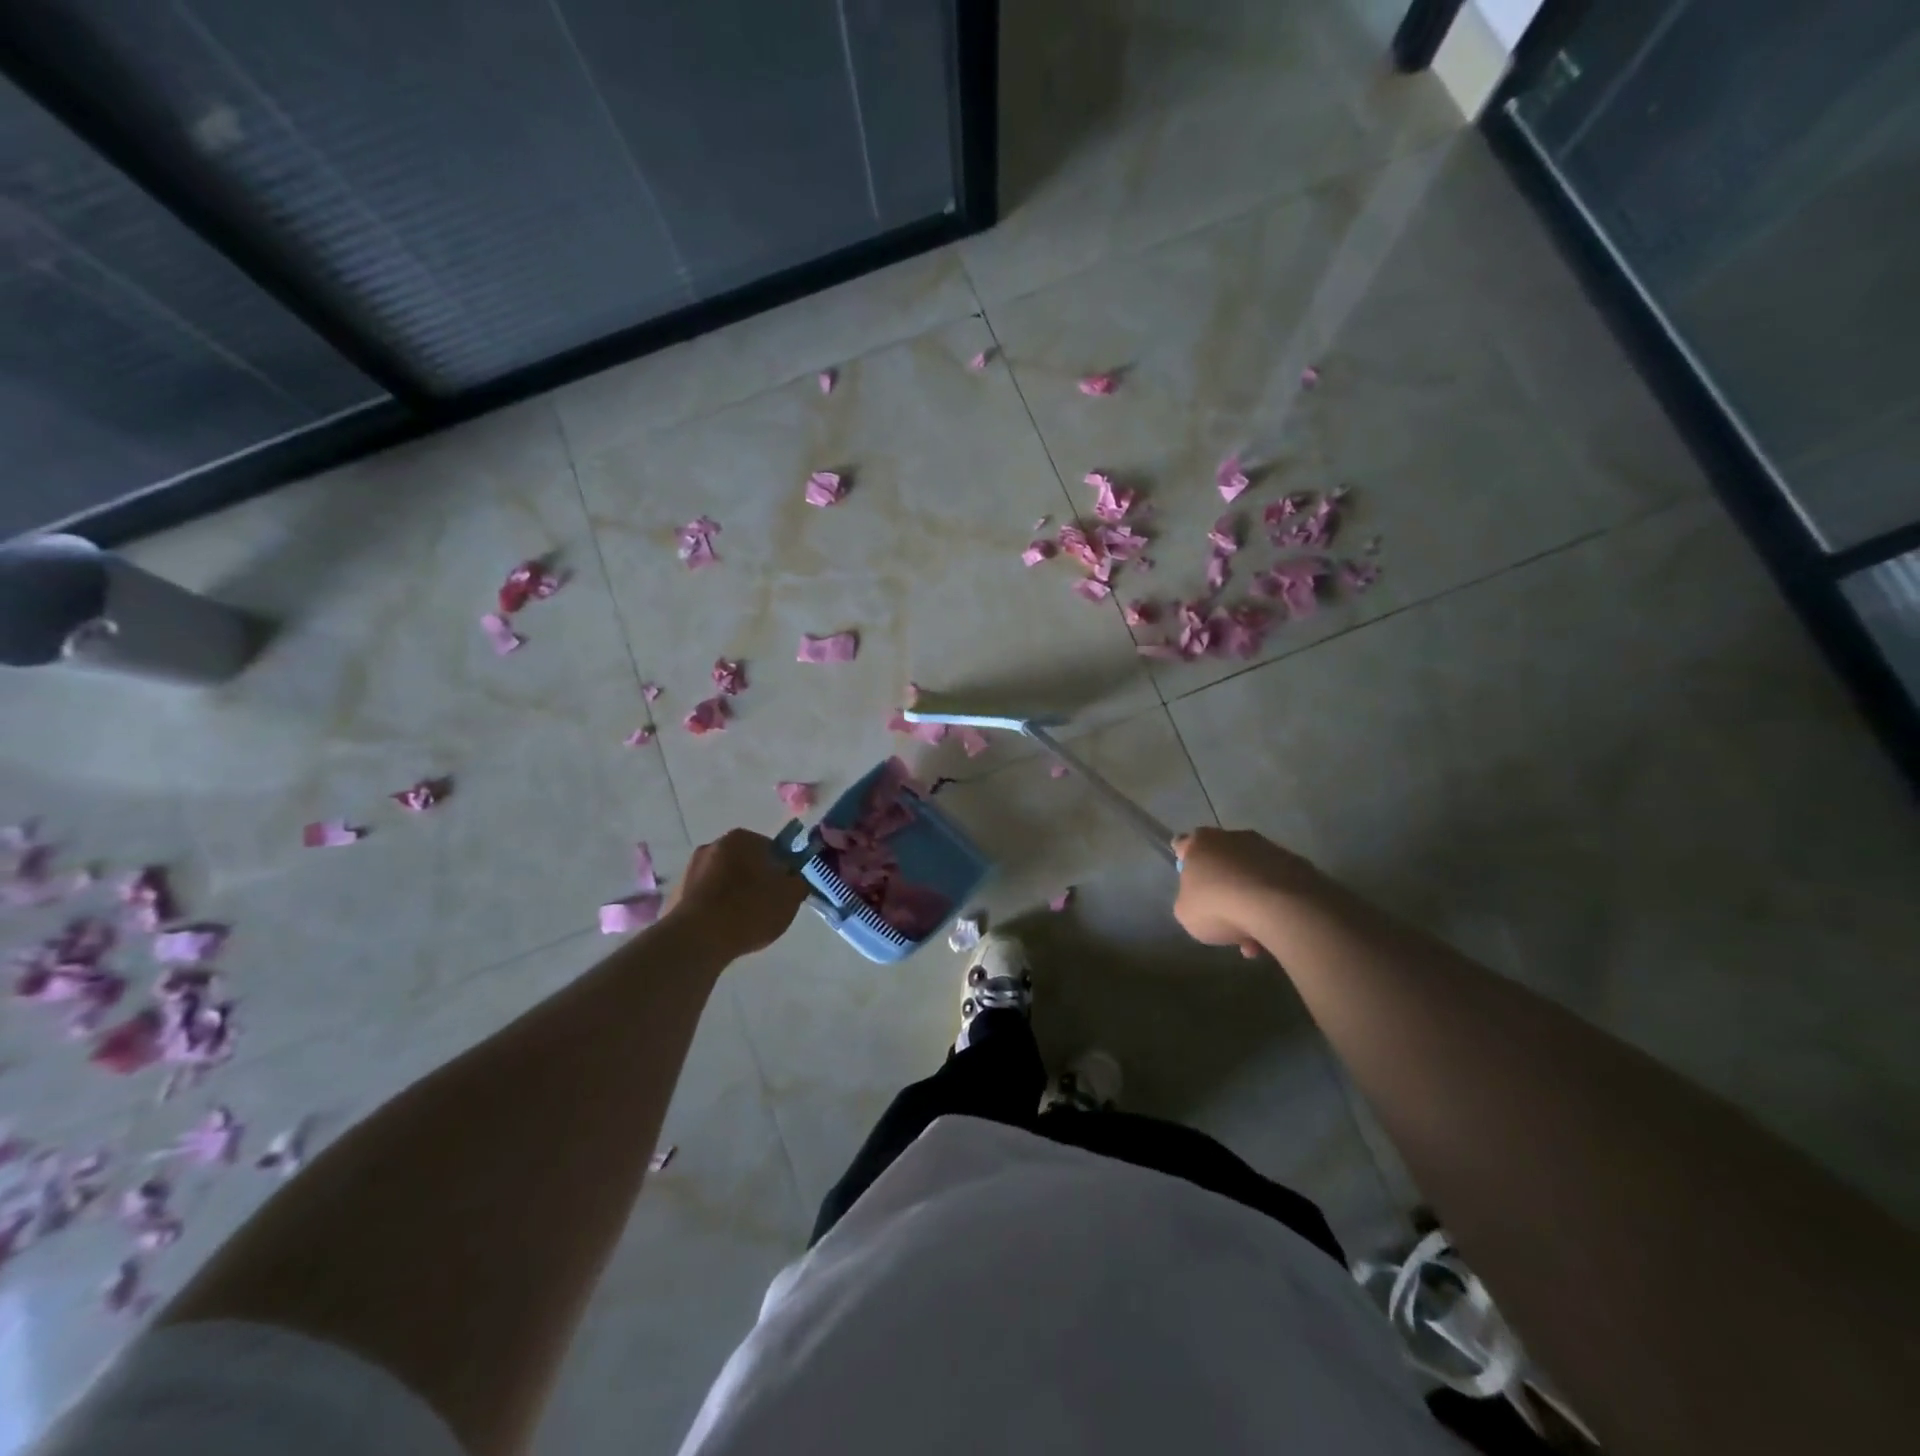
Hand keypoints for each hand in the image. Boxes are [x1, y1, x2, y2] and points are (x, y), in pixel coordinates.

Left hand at [663, 829, 808, 957]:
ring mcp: (689, 871)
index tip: (784, 891)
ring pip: (723, 881)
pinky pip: (704, 900)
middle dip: (756, 880)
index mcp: (741, 839)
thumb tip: (794, 877)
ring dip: (734, 895)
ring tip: (743, 923)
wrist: (696, 940)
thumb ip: (799, 881)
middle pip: (744, 863)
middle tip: (767, 906)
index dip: (782, 870)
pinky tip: (722, 931)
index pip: (771, 848)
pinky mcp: (675, 896)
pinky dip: (715, 910)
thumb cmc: (749, 910)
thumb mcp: (791, 896)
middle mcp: (712, 846)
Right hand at [1171, 827, 1319, 958]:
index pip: (1183, 844)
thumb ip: (1189, 901)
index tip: (1189, 880)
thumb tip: (1201, 901)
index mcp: (1200, 843)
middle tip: (1223, 918)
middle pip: (1221, 861)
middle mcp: (1233, 837)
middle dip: (1222, 887)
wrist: (1278, 907)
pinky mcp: (1295, 863)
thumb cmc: (1219, 906)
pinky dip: (1273, 907)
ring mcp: (1267, 848)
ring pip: (1251, 878)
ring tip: (1253, 940)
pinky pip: (1276, 887)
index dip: (1184, 861)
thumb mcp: (1186, 914)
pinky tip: (1273, 936)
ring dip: (1250, 903)